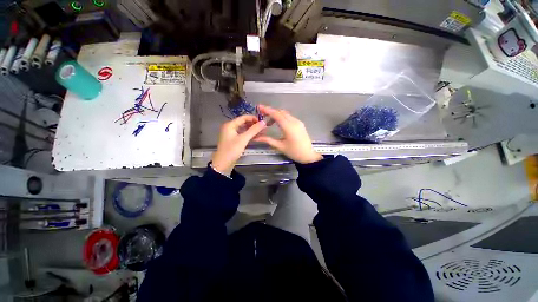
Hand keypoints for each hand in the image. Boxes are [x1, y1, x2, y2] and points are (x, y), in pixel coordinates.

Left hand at [212, 115, 266, 174]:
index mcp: (230, 125)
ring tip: (262, 132)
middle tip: (264, 127)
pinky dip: (249, 135)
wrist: (223, 164)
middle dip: (254, 124)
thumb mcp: (243, 139)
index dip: (254, 118)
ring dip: (252, 130)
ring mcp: (231, 134)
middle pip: (244, 122)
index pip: (244, 117)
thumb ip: (253, 130)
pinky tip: (256, 136)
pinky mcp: (233, 140)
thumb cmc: (232, 150)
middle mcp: (230, 127)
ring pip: (244, 129)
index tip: (263, 122)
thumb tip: (263, 122)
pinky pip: (242, 134)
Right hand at [254, 105, 322, 163]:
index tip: (259, 107)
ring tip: (269, 122)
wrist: (308, 155)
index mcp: (288, 127)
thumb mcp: (280, 146)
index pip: (276, 114)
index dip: (267, 110)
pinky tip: (277, 123)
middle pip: (280, 112)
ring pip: (285, 113)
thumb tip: (256, 137)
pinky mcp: (300, 124)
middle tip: (262, 115)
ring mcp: (298, 122)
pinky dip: (282, 117)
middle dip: (271, 112)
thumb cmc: (294, 152)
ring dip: (276, 115)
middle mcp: (294, 121)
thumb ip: (268, 140)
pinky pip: (289, 117)